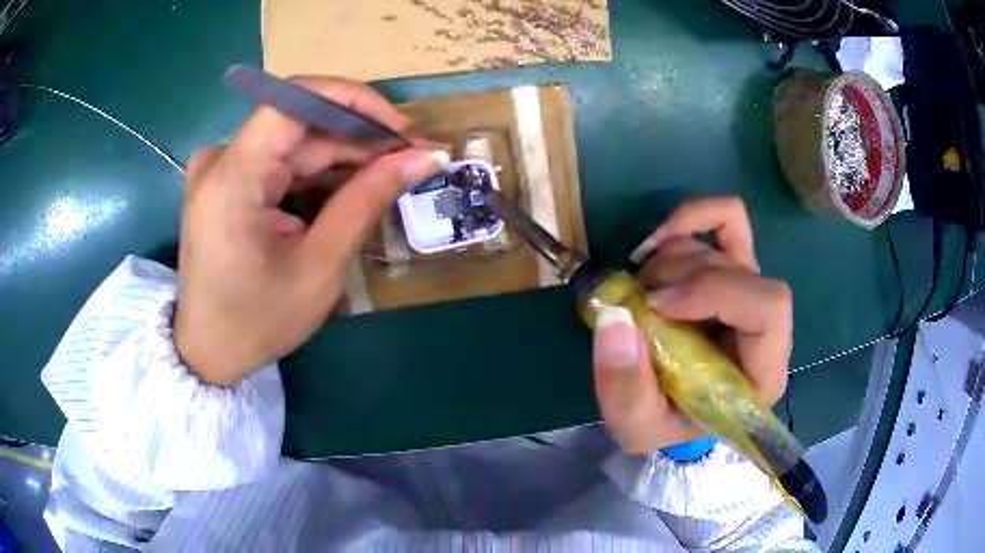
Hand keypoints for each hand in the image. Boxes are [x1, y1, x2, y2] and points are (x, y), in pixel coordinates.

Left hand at [173, 76, 447, 386]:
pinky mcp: (226, 181)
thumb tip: (426, 157)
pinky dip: (318, 169)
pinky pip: (280, 160)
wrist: (209, 352)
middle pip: (300, 122)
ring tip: (393, 170)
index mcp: (232, 178)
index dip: (355, 101)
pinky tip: (352, 183)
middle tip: (413, 156)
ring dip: (344, 153)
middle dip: (360, 135)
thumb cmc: (258, 321)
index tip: (402, 129)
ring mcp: (221, 168)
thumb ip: (367, 200)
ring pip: (294, 141)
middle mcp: (220, 160)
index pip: (296, 100)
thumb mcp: (319, 266)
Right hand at [592, 197, 791, 453]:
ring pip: (721, 247)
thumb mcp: (635, 426)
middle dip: (680, 277)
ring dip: (669, 262)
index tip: (657, 306)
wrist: (673, 410)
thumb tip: (616, 317)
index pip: (769, 309)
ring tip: (639, 294)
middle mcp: (767, 328)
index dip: (713, 292)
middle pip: (741, 271)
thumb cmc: (664, 423)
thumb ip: (624, 387)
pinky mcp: (734, 268)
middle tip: (638, 302)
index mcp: (761, 372)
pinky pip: (728, 219)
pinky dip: (692, 217)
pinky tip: (658, 241)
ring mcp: (751, 290)